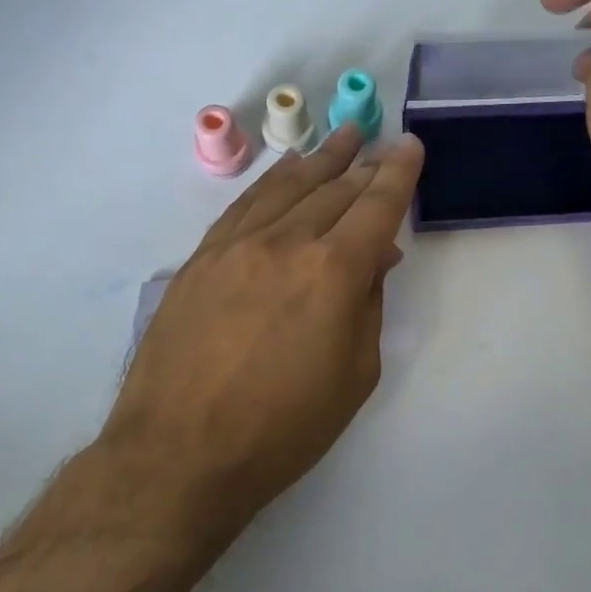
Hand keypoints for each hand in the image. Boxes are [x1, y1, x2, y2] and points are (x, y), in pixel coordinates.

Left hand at [102, 123, 423, 523]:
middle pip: (333, 189)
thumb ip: (368, 304)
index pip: (376, 206)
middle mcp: (285, 242)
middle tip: (377, 142)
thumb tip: (375, 256)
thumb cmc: (283, 428)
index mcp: (333, 272)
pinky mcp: (201, 258)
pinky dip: (272, 181)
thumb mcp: (354, 375)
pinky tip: (285, 171)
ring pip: (287, 187)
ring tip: (340, 138)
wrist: (180, 452)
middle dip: (362, 163)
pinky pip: (245, 204)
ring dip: (319, 160)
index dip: (398, 173)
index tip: (410, 146)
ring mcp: (236, 245)